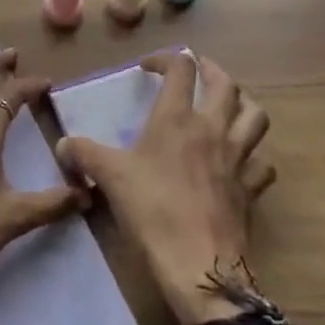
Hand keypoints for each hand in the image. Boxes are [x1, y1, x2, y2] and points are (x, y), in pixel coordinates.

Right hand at [56, 51, 274, 324]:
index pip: (181, 69)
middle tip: (198, 71)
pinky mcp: (250, 189)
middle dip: (212, 70)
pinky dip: (255, 157)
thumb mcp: (109, 178)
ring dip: (244, 104)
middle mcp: (212, 129)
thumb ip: (84, 154)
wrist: (199, 265)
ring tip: (229, 105)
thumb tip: (62, 144)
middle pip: (226, 84)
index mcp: (177, 118)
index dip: (166, 59)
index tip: (149, 67)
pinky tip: (243, 162)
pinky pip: (262, 164)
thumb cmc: (152, 211)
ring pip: (256, 116)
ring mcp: (237, 158)